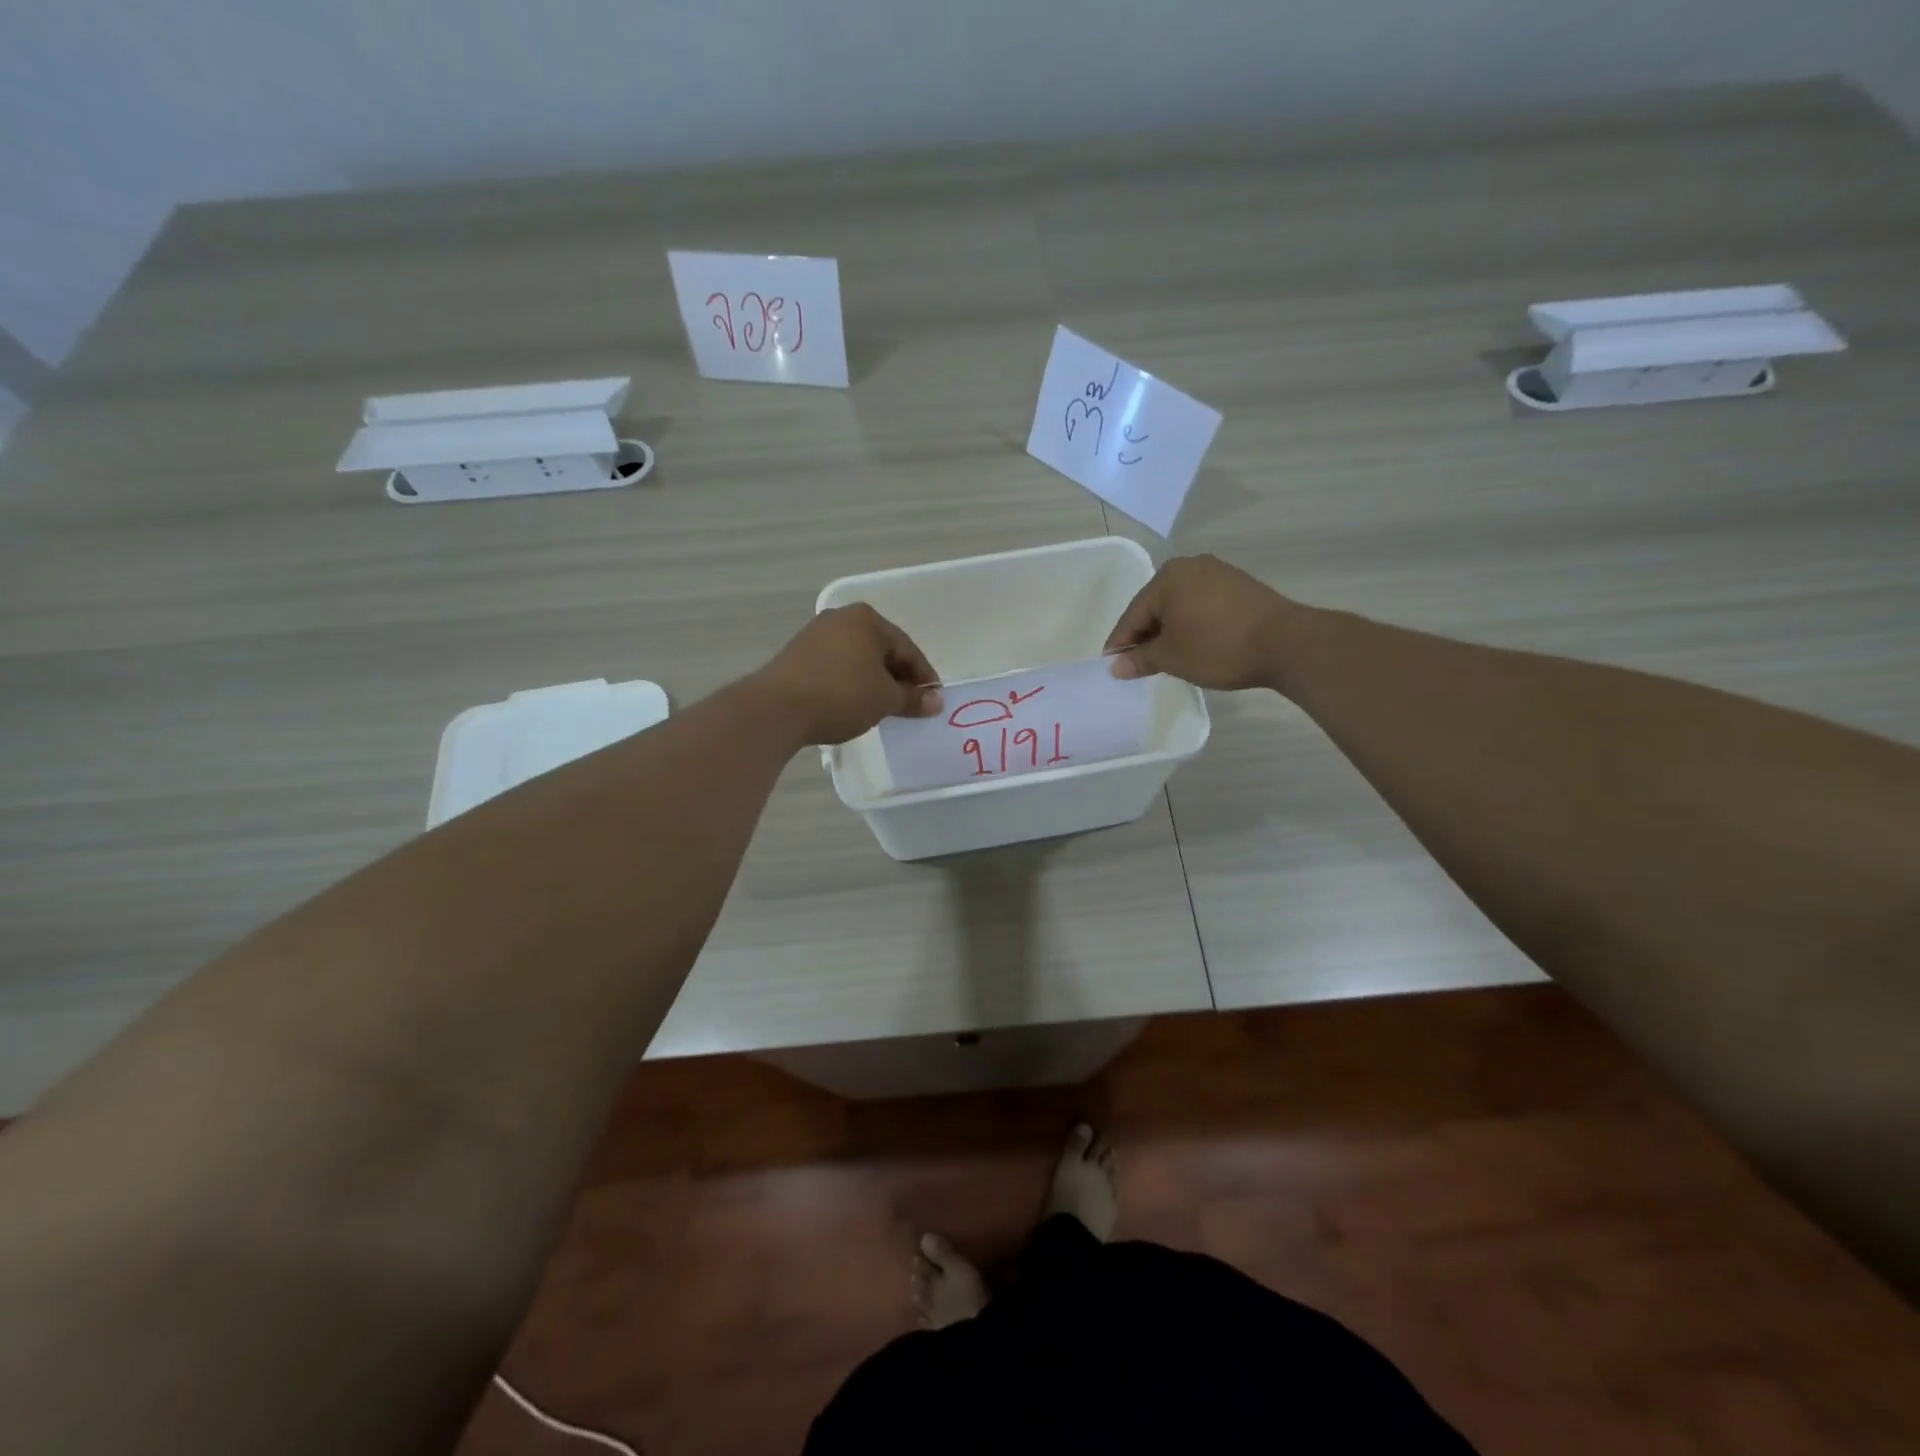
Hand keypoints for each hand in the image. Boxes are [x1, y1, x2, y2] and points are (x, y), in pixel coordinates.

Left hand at [754, 604, 943, 745]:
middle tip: (910, 705)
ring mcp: (815, 634)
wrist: (777, 709)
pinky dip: (851, 682)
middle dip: (898, 678)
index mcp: (867, 620)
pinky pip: (836, 666)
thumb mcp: (884, 700)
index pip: (907, 648)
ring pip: (858, 658)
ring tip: (882, 707)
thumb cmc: (841, 695)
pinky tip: (853, 703)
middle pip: (882, 650)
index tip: (933, 701)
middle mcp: (841, 618)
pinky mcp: (797, 654)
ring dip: (874, 681)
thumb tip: (936, 703)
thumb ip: (912, 699)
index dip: (923, 677)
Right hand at [1104, 554, 1296, 690]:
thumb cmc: (1218, 647)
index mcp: (1167, 578)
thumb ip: (1140, 659)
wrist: (1286, 643)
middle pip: (1156, 606)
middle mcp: (1190, 567)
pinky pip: (1202, 605)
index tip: (1111, 665)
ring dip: (1169, 631)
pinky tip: (1193, 644)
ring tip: (1165, 658)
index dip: (1120, 643)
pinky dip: (1192, 624)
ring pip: (1180, 606)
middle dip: (1145, 635)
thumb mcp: (1172, 657)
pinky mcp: (1239, 585)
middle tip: (1137, 664)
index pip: (1133, 614)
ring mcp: (1218, 573)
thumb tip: (1116, 666)